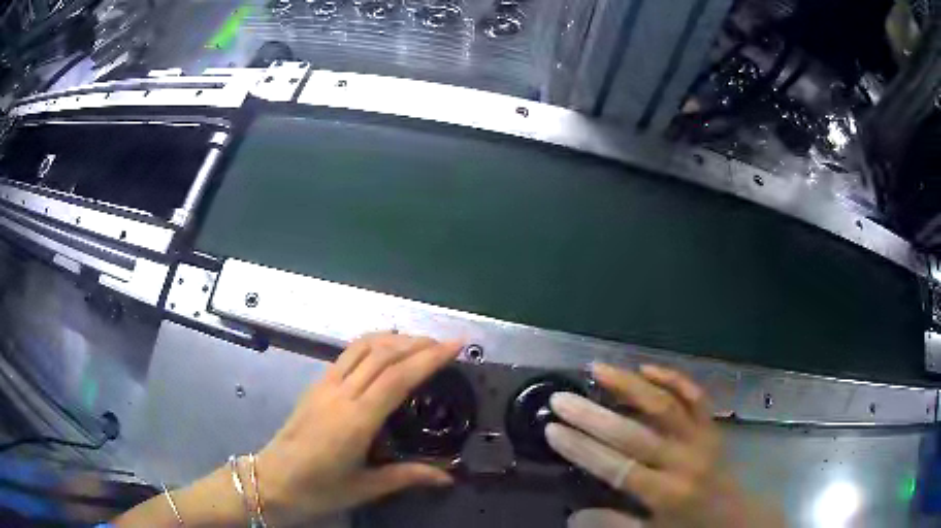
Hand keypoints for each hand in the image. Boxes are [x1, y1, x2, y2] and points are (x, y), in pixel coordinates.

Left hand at [256, 332, 461, 525]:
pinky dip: (372, 344)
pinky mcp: (315, 385)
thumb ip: (407, 476)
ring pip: (362, 347)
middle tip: (446, 344)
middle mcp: (340, 394)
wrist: (270, 480)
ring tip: (421, 342)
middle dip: (418, 343)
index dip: (429, 357)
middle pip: (383, 354)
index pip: (397, 377)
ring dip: (394, 339)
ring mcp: (325, 385)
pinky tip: (384, 351)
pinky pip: (347, 354)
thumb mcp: (365, 487)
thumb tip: (448, 477)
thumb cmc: (318, 489)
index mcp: (356, 420)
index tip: (455, 346)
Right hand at [546, 363, 782, 527]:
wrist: (733, 517)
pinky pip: (695, 396)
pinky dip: (673, 378)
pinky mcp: (712, 426)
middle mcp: (684, 462)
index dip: (582, 449)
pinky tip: (647, 368)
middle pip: (635, 434)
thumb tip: (572, 516)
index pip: (617, 468)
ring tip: (599, 369)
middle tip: (561, 399)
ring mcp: (701, 439)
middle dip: (593, 416)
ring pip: (665, 405)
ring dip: (631, 385)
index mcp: (666, 493)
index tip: (552, 429)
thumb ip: (613, 525)